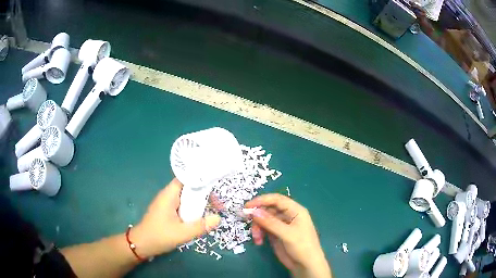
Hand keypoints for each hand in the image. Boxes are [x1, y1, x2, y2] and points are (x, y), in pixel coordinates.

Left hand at [131, 178, 220, 257]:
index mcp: (169, 195)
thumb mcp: (182, 233)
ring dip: (198, 203)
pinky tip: (200, 218)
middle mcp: (168, 196)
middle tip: (217, 204)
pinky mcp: (167, 212)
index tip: (214, 186)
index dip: (200, 179)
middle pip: (188, 188)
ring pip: (186, 198)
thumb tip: (218, 218)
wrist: (141, 245)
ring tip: (213, 210)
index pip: (186, 178)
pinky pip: (183, 206)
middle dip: (203, 194)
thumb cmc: (159, 236)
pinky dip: (192, 209)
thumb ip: (200, 226)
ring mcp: (167, 204)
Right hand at [245, 194, 331, 277]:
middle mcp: (288, 215)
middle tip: (247, 221)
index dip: (262, 200)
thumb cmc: (302, 246)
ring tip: (256, 237)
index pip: (276, 199)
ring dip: (257, 227)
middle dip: (257, 215)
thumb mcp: (287, 234)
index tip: (247, 206)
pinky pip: (264, 228)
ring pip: (264, 219)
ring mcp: (281, 225)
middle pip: (268, 209)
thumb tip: (253, 211)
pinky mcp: (276, 234)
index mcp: (295, 210)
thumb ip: (270, 222)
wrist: (305, 265)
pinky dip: (259, 233)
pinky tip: (259, 241)